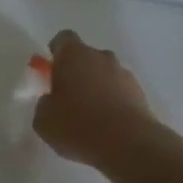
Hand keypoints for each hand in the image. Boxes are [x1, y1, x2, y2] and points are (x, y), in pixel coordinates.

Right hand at [33, 30, 157, 167]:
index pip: (63, 39)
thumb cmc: (76, 125)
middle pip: (86, 56)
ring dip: (95, 87)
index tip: (50, 70)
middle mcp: (101, 57)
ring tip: (88, 116)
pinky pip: (119, 91)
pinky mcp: (139, 92)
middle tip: (66, 98)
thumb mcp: (43, 119)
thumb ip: (44, 103)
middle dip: (76, 72)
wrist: (126, 142)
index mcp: (74, 56)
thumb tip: (51, 100)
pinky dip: (111, 101)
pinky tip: (104, 125)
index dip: (55, 51)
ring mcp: (123, 73)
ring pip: (104, 74)